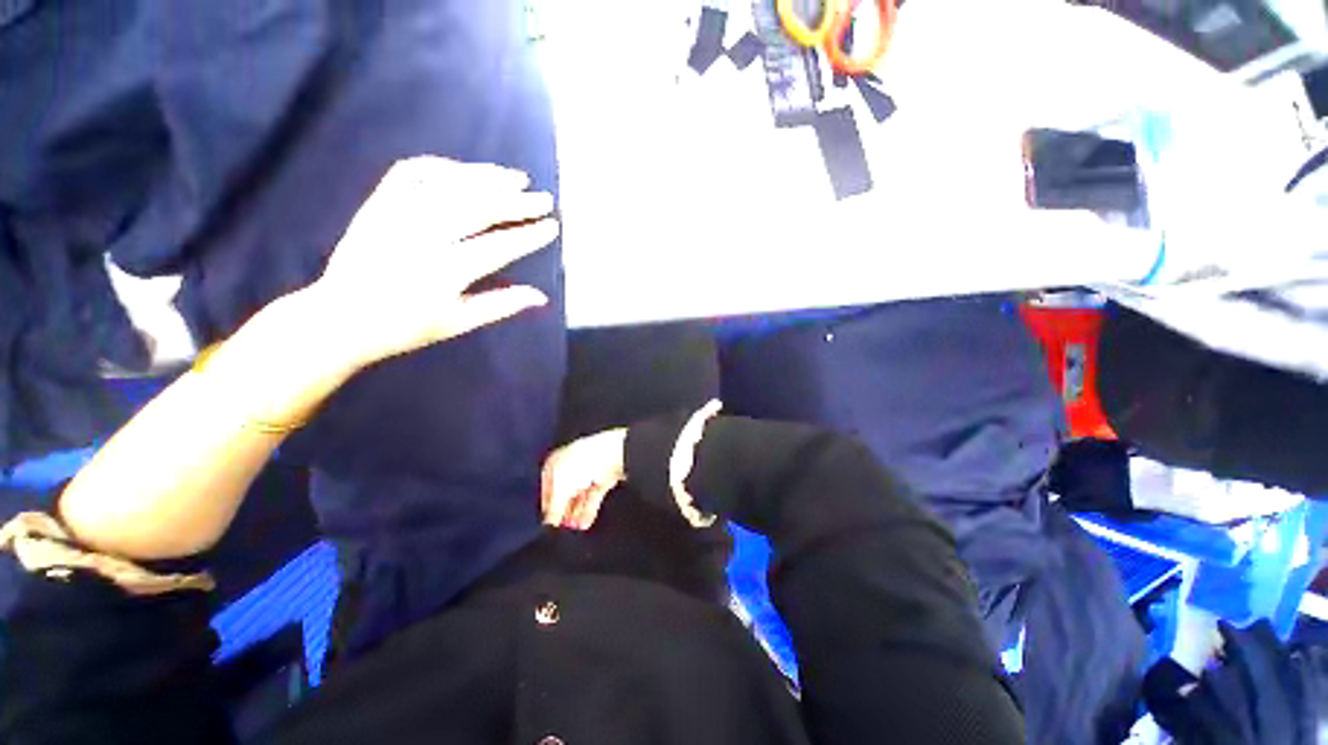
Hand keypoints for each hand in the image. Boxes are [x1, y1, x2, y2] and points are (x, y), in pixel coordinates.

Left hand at [307, 156, 559, 370]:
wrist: (338, 318)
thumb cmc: (403, 328)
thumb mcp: (457, 323)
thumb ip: (501, 305)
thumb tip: (541, 297)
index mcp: (443, 273)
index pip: (498, 248)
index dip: (528, 236)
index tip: (551, 227)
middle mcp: (421, 237)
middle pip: (478, 209)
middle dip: (517, 202)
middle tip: (544, 199)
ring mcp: (395, 215)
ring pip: (448, 185)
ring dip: (486, 178)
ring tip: (516, 178)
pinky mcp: (377, 204)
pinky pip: (410, 173)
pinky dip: (441, 167)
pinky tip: (464, 171)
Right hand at [541, 428, 627, 529]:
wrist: (613, 453)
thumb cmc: (584, 460)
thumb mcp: (560, 488)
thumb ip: (554, 508)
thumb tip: (549, 522)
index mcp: (554, 464)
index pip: (547, 490)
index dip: (548, 507)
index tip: (549, 524)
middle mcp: (570, 467)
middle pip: (564, 495)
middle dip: (564, 512)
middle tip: (562, 529)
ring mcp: (587, 473)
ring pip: (579, 498)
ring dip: (576, 514)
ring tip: (573, 529)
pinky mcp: (602, 480)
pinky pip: (593, 498)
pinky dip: (588, 511)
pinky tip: (584, 524)